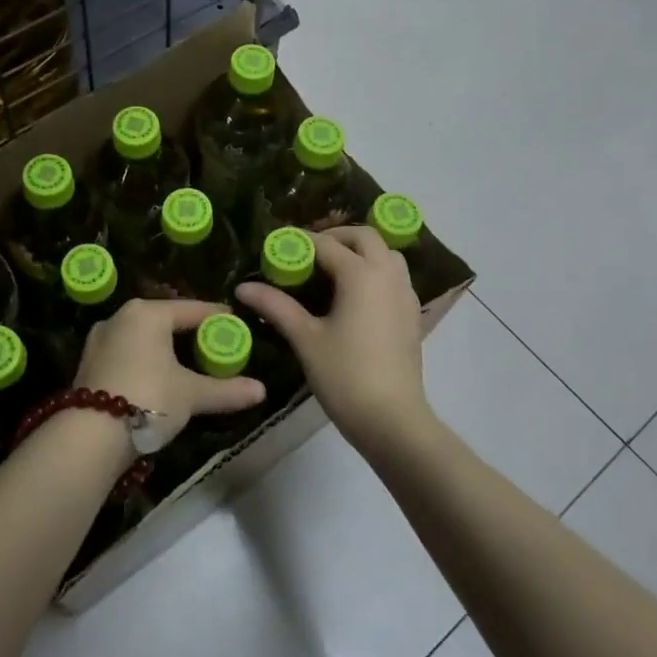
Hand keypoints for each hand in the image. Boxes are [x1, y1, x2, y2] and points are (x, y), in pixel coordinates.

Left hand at [74, 299, 265, 437]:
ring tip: (188, 363)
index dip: (216, 317)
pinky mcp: (88, 362)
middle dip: (189, 332)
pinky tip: (158, 377)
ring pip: (143, 337)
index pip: (192, 309)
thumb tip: (262, 390)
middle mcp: (120, 317)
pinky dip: (145, 360)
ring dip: (165, 348)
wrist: (89, 436)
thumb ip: (226, 390)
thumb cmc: (147, 399)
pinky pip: (127, 352)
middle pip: (164, 320)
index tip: (236, 324)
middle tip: (214, 345)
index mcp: (147, 313)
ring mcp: (100, 339)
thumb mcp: (191, 394)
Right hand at [237, 227, 428, 454]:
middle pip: (365, 237)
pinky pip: (396, 277)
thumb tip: (243, 287)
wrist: (392, 420)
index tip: (277, 247)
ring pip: (387, 254)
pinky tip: (356, 296)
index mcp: (361, 274)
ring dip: (361, 251)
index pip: (326, 245)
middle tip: (308, 252)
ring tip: (334, 269)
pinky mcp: (413, 314)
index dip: (299, 242)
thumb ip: (276, 306)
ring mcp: (405, 294)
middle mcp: (388, 275)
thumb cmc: (345, 375)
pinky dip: (376, 271)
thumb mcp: (305, 338)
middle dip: (336, 237)